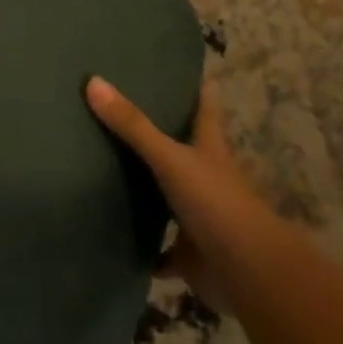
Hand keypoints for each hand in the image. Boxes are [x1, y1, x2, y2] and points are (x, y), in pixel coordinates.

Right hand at [86, 76, 271, 308]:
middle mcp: (206, 178)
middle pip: (183, 149)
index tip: (179, 68)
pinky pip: (162, 249)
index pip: (204, 108)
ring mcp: (199, 217)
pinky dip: (146, 248)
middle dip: (159, 134)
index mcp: (208, 149)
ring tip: (106, 169)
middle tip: (121, 111)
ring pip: (169, 197)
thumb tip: (93, 81)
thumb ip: (133, 126)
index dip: (196, 88)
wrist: (249, 275)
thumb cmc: (215, 204)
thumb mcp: (171, 158)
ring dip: (147, 190)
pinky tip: (119, 238)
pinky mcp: (190, 253)